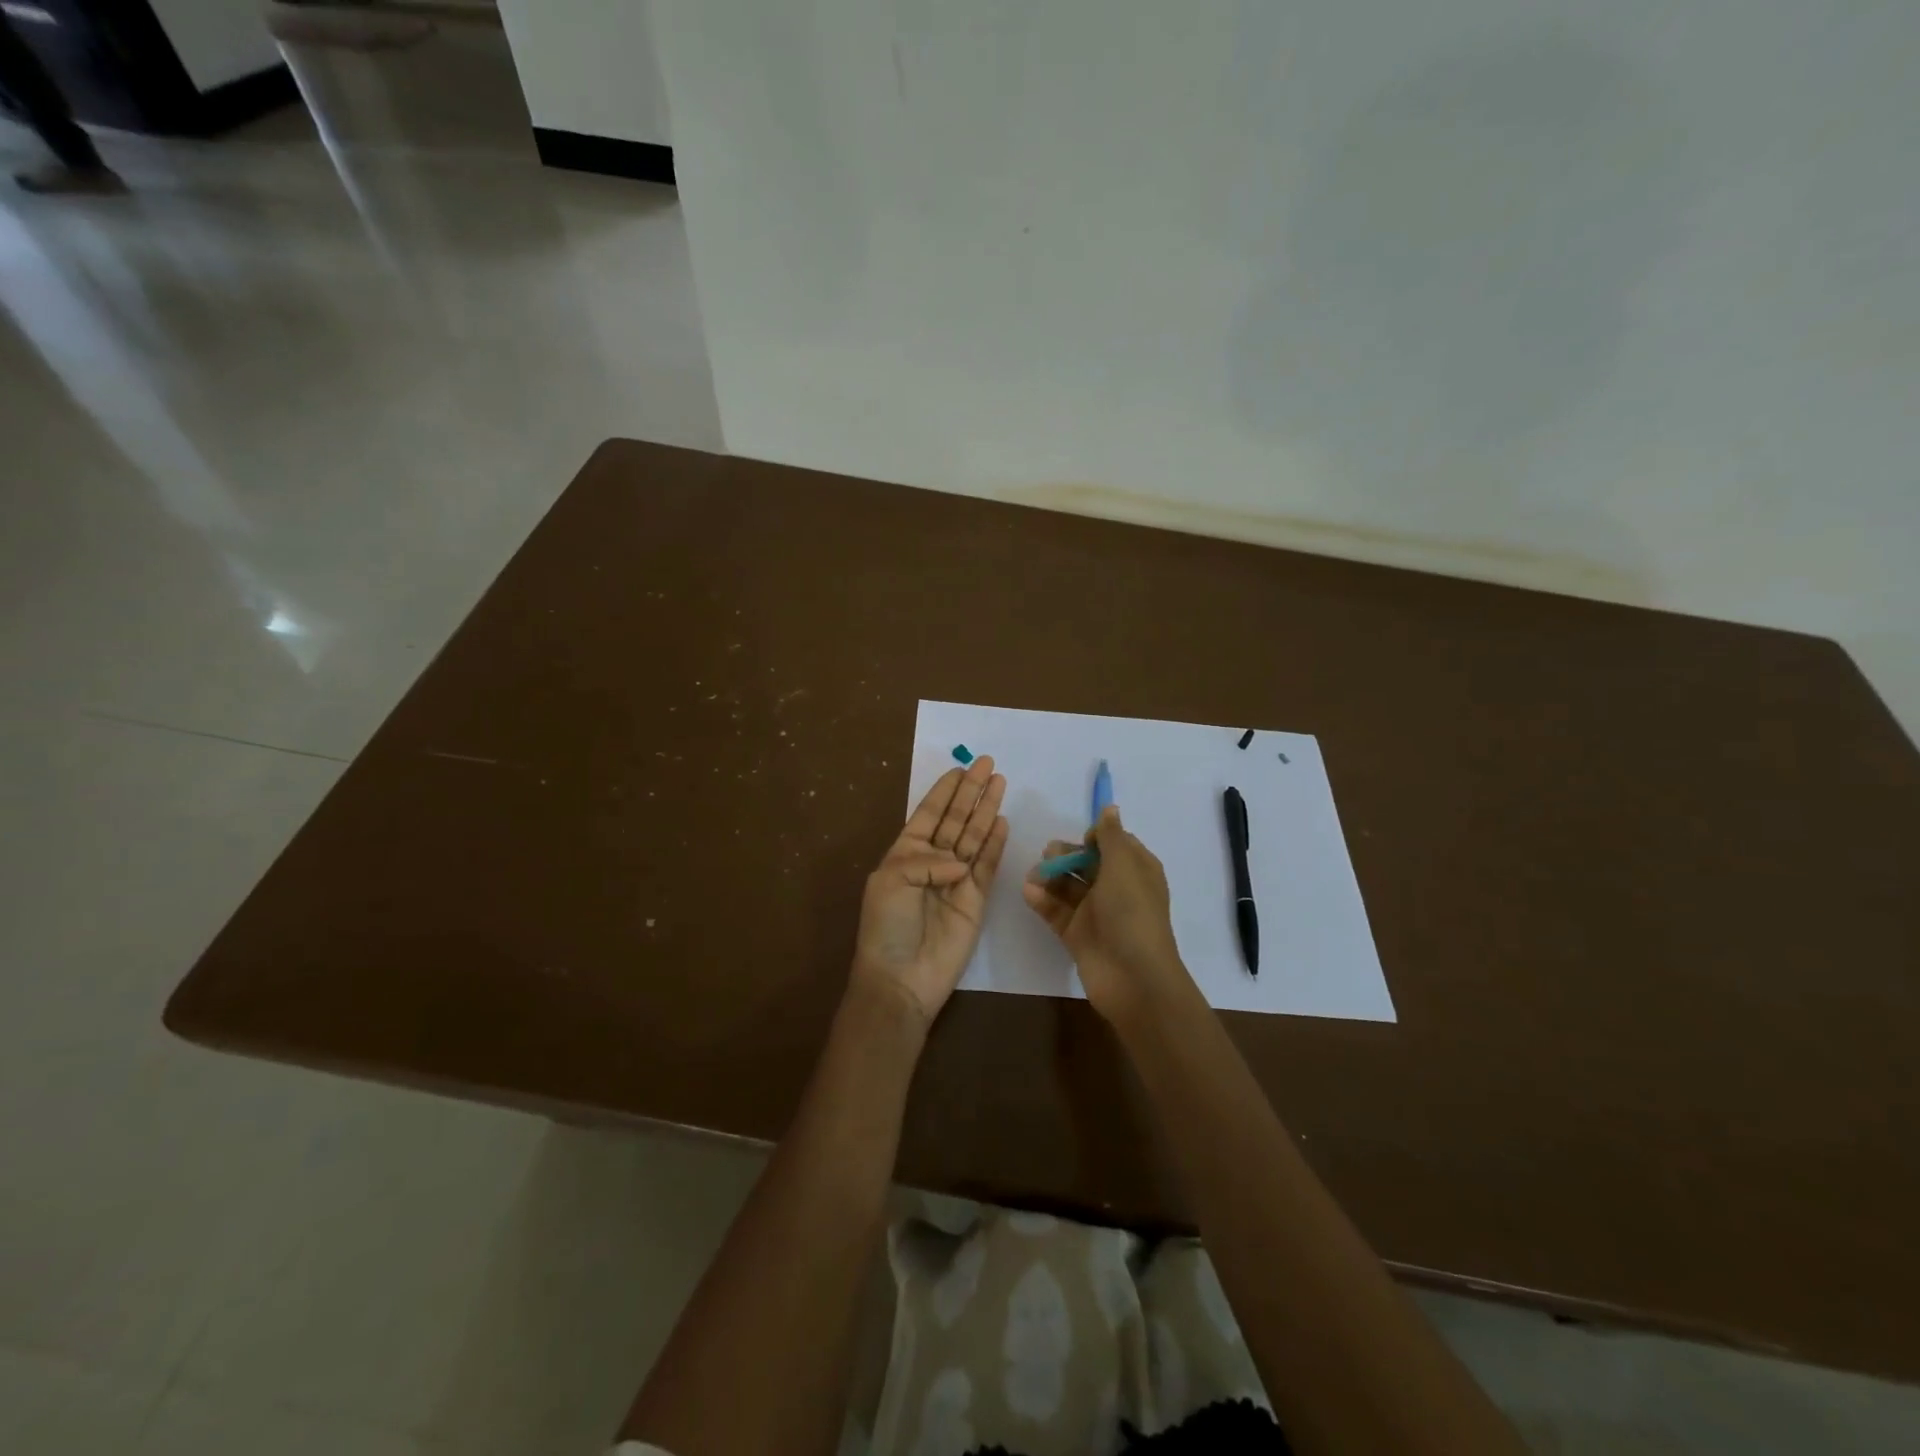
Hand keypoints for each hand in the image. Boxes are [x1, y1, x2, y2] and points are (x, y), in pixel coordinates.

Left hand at [852, 756, 1008, 1029]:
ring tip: (1000, 782)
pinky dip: (995, 843)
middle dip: (971, 792)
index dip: (945, 790)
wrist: (902, 978)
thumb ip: (926, 860)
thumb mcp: (892, 881)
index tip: (961, 767)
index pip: (930, 814)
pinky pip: (987, 865)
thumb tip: (960, 862)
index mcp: (905, 853)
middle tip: (988, 764)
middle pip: (956, 819)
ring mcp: (956, 880)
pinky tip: (1001, 820)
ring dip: (985, 810)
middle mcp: (932, 861)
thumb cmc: (887, 926)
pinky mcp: (976, 899)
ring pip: (974, 837)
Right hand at [1022, 804, 1191, 1022]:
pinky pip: (1057, 911)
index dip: (1096, 838)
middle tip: (1048, 855)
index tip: (1082, 840)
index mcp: (1136, 870)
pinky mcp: (1078, 935)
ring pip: (1068, 886)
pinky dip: (1043, 900)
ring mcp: (1097, 913)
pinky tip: (1029, 892)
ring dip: (1050, 877)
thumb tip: (1110, 808)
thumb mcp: (1124, 866)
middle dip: (1066, 856)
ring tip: (1033, 875)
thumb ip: (1111, 836)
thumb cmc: (1132, 914)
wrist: (1133, 978)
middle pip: (1087, 863)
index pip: (1114, 844)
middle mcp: (1117, 889)